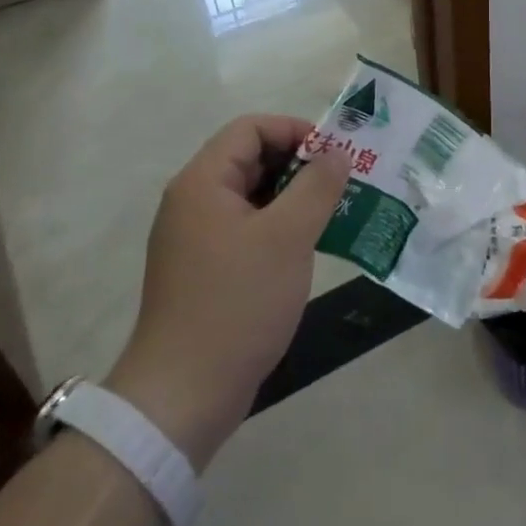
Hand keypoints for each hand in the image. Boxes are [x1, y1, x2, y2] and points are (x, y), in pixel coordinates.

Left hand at [105, 116, 348, 469]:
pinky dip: (278, 227)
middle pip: (250, 159)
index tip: (334, 155)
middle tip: (341, 183)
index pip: (250, 129)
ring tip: (334, 213)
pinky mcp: (204, 270)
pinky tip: (309, 247)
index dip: (294, 130)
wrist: (184, 396)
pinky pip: (246, 229)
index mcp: (202, 182)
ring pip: (251, 196)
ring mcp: (195, 239)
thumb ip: (317, 186)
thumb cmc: (237, 303)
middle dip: (299, 164)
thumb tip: (336, 154)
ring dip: (293, 197)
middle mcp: (193, 202)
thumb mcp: (288, 237)